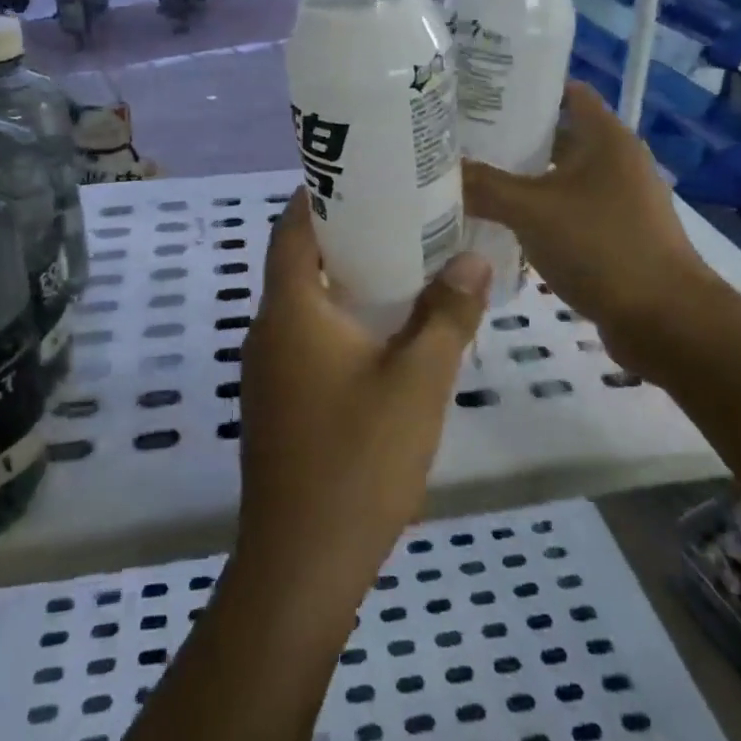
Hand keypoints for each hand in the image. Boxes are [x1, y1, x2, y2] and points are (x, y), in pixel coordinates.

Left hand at [234, 190, 489, 609]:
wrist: (302, 564)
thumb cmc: (357, 459)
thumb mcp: (417, 382)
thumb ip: (447, 315)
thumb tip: (474, 259)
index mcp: (290, 310)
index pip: (290, 229)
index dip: (317, 196)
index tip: (361, 176)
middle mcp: (267, 331)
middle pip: (296, 262)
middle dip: (341, 236)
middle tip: (397, 217)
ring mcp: (266, 372)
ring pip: (302, 304)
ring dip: (342, 281)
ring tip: (399, 267)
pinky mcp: (276, 404)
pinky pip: (304, 339)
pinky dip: (337, 320)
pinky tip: (382, 335)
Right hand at [463, 80, 714, 342]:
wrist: (665, 320)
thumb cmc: (601, 246)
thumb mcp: (532, 211)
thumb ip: (484, 186)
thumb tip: (441, 168)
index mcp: (605, 138)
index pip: (566, 91)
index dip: (526, 86)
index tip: (482, 91)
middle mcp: (616, 161)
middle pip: (559, 135)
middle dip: (513, 136)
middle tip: (463, 138)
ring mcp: (619, 200)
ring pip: (560, 177)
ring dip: (523, 178)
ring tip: (473, 178)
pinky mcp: (615, 235)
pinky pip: (568, 211)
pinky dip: (539, 212)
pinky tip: (503, 223)